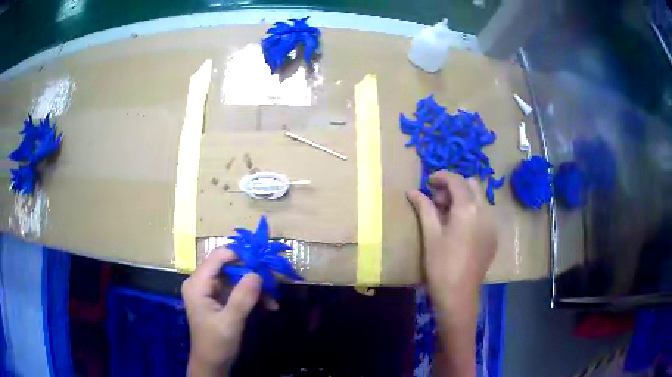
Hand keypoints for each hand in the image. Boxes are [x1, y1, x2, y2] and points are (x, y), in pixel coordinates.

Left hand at [182, 249, 268, 375]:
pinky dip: (253, 296)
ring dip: (255, 287)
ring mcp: (211, 290)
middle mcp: (202, 282)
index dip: (240, 254)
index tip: (263, 260)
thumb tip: (257, 274)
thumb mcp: (230, 322)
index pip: (218, 257)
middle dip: (252, 273)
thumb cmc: (216, 343)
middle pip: (229, 266)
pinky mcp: (220, 299)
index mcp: (197, 284)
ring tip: (273, 299)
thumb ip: (242, 298)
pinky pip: (238, 289)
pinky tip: (268, 305)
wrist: (212, 363)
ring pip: (236, 277)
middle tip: (272, 282)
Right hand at [407, 171, 496, 376]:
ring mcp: (492, 225)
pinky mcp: (493, 237)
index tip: (428, 182)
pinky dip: (472, 211)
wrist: (458, 295)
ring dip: (463, 198)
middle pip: (472, 185)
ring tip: (447, 215)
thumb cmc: (441, 265)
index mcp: (468, 209)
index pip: (457, 180)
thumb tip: (412, 191)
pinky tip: (459, 228)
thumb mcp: (430, 235)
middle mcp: (485, 212)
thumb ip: (424, 208)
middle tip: (437, 201)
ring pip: (480, 199)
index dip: (441, 176)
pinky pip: (484, 213)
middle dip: (454, 186)